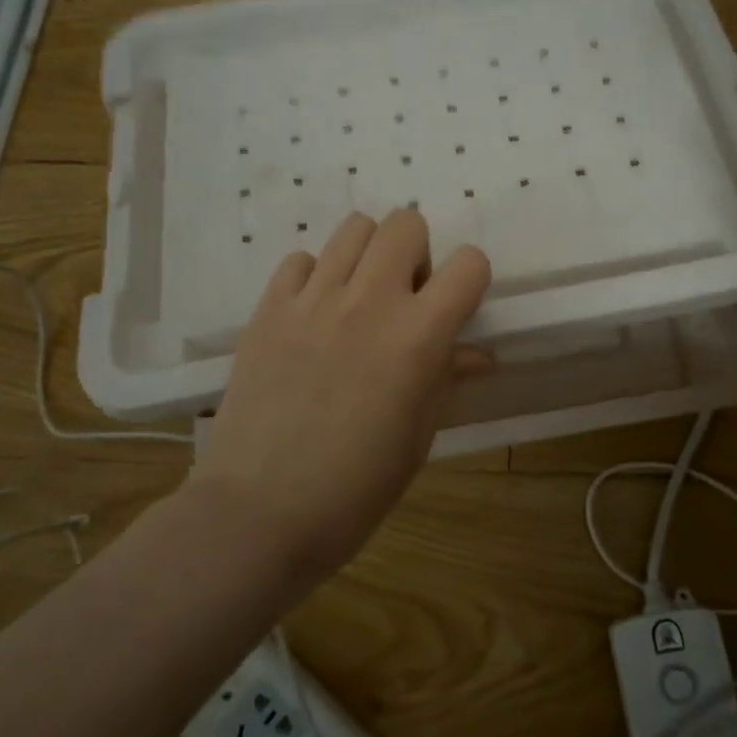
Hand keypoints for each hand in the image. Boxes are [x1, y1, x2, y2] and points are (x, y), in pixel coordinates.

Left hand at [186, 210, 491, 576]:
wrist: (259, 513)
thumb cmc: (355, 489)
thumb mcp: (417, 438)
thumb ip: (446, 379)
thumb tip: (476, 353)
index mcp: (417, 337)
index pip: (468, 265)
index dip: (470, 281)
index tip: (455, 309)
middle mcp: (368, 301)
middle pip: (406, 224)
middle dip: (417, 254)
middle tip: (405, 300)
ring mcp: (312, 299)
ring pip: (354, 228)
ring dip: (369, 256)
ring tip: (359, 299)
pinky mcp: (268, 309)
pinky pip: (300, 259)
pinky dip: (316, 276)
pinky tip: (313, 316)